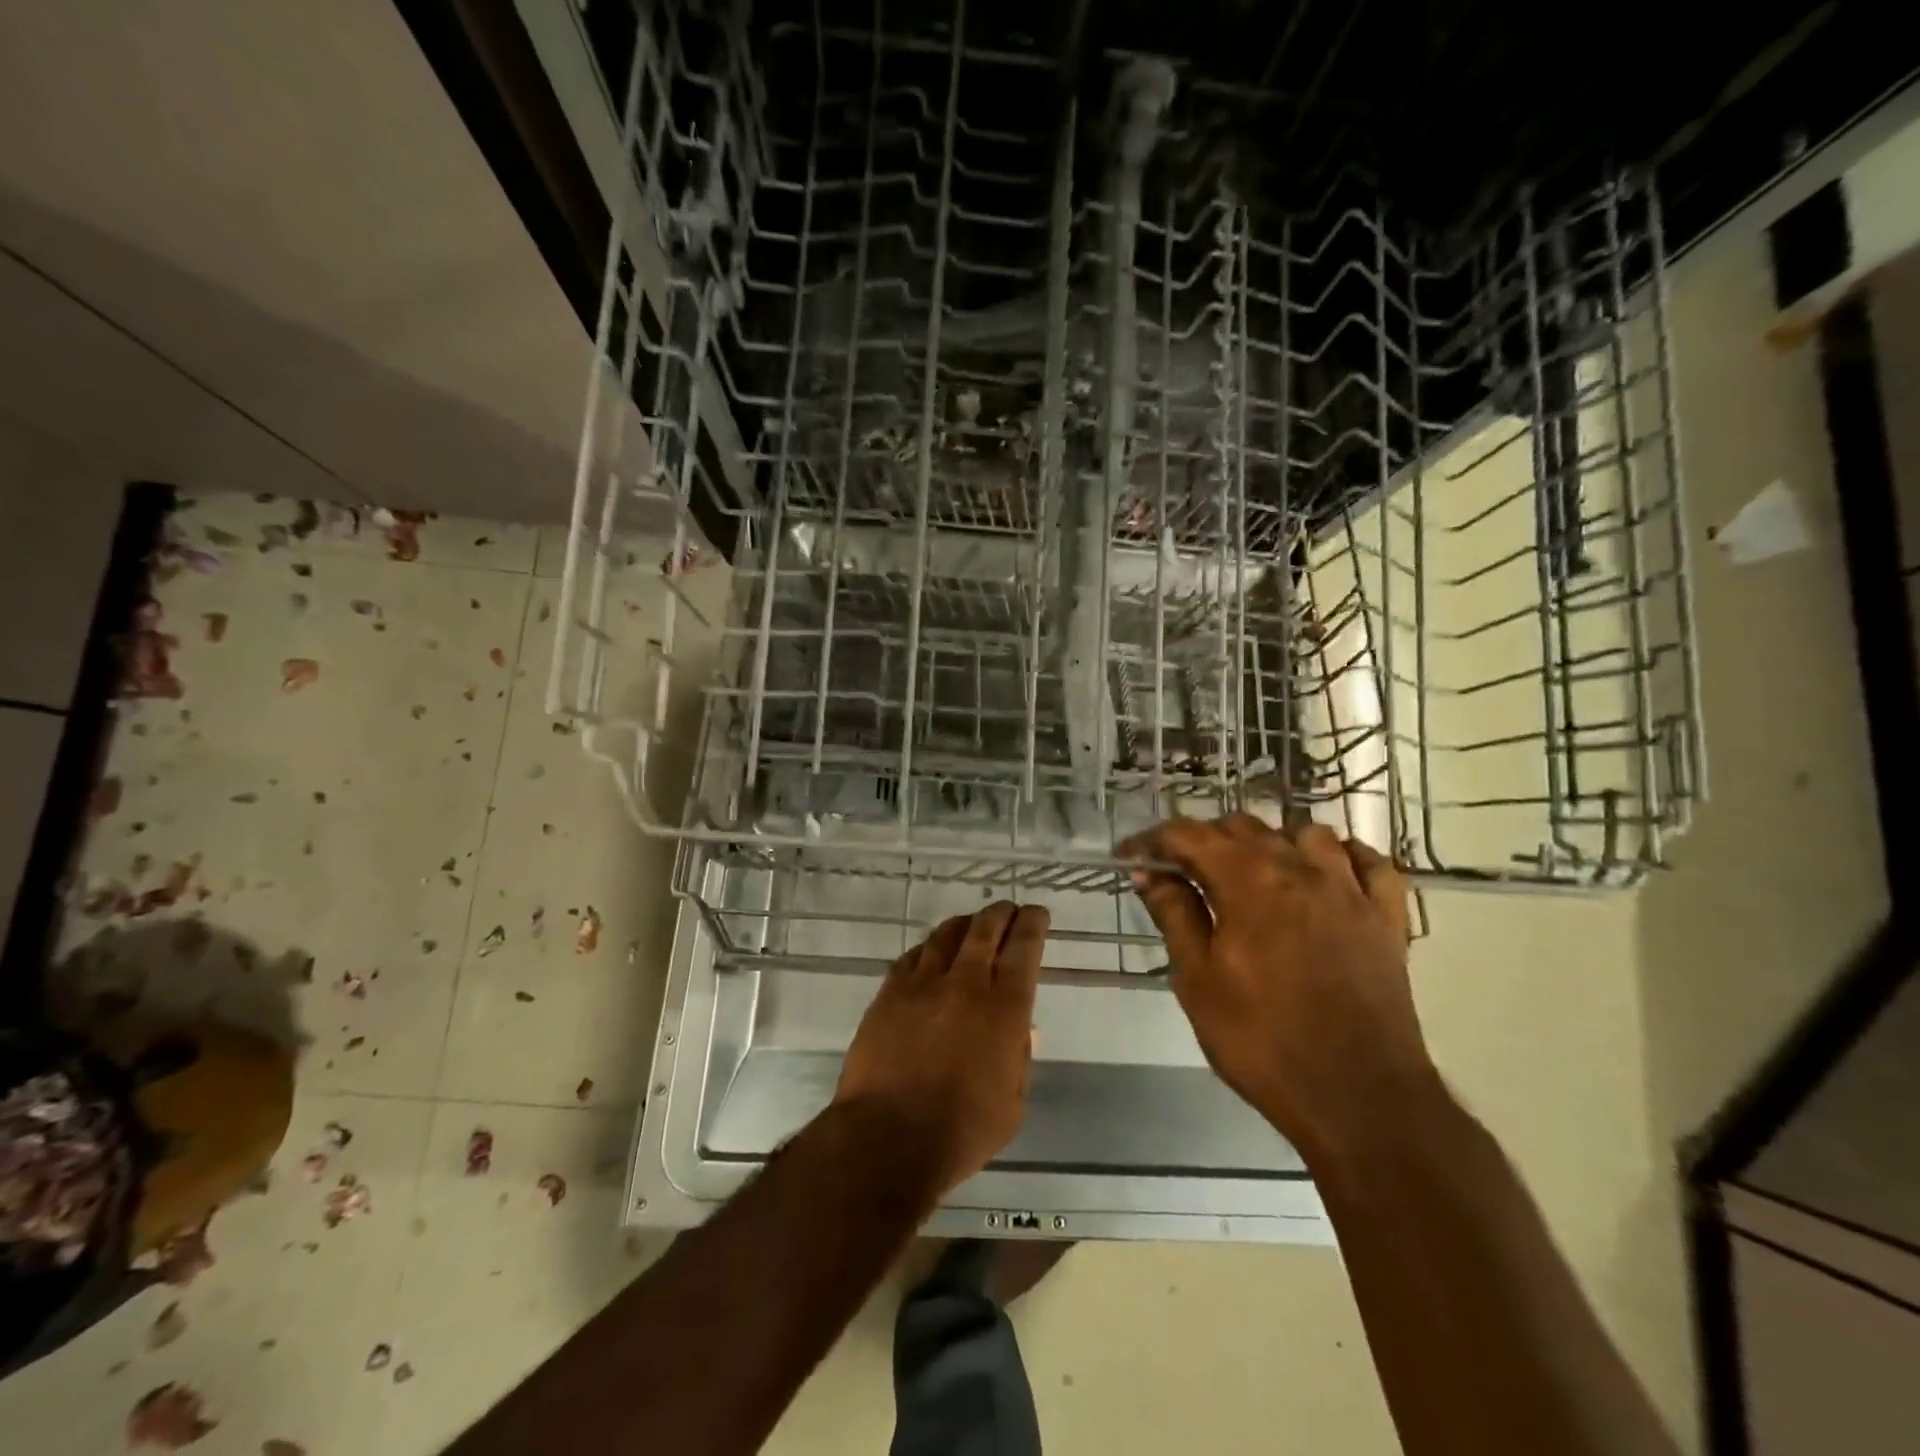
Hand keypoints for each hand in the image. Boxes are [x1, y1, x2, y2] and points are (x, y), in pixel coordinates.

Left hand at [834, 901, 1046, 1196]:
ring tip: (971, 924)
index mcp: (1004, 1009)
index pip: (1024, 949)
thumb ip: (1019, 1060)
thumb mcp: (1012, 1105)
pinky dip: (928, 948)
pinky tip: (930, 953)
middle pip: (985, 930)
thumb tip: (1021, 1031)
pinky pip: (912, 956)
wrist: (887, 1137)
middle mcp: (965, 984)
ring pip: (946, 936)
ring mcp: (922, 984)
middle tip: (1007, 910)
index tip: (1037, 913)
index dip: (1033, 924)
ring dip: (964, 925)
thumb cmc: (961, 1131)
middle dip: (1000, 914)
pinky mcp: (889, 993)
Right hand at [1120, 817, 1431, 1160]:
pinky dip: (1342, 856)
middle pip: (1243, 826)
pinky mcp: (1387, 916)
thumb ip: (1174, 914)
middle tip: (1181, 874)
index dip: (1152, 840)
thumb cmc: (1262, 1040)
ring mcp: (1351, 889)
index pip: (1188, 835)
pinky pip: (1369, 862)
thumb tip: (1149, 873)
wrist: (1357, 1098)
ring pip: (1305, 833)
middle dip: (1204, 841)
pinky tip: (1327, 873)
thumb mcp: (1197, 980)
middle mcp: (1301, 867)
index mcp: (1248, 880)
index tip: (1130, 857)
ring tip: (1253, 873)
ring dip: (1271, 842)